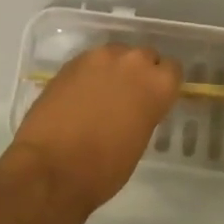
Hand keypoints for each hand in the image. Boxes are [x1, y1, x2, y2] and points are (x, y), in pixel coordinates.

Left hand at [10, 44, 181, 219]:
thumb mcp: (138, 142)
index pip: (172, 70)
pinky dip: (90, 74)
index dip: (163, 85)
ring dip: (114, 69)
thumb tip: (135, 106)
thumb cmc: (103, 169)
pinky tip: (80, 96)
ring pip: (116, 54)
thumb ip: (144, 113)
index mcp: (156, 84)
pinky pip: (90, 62)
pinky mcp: (70, 62)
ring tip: (102, 94)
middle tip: (129, 97)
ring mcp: (98, 58)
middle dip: (139, 73)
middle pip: (144, 56)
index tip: (155, 99)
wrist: (50, 168)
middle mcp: (131, 62)